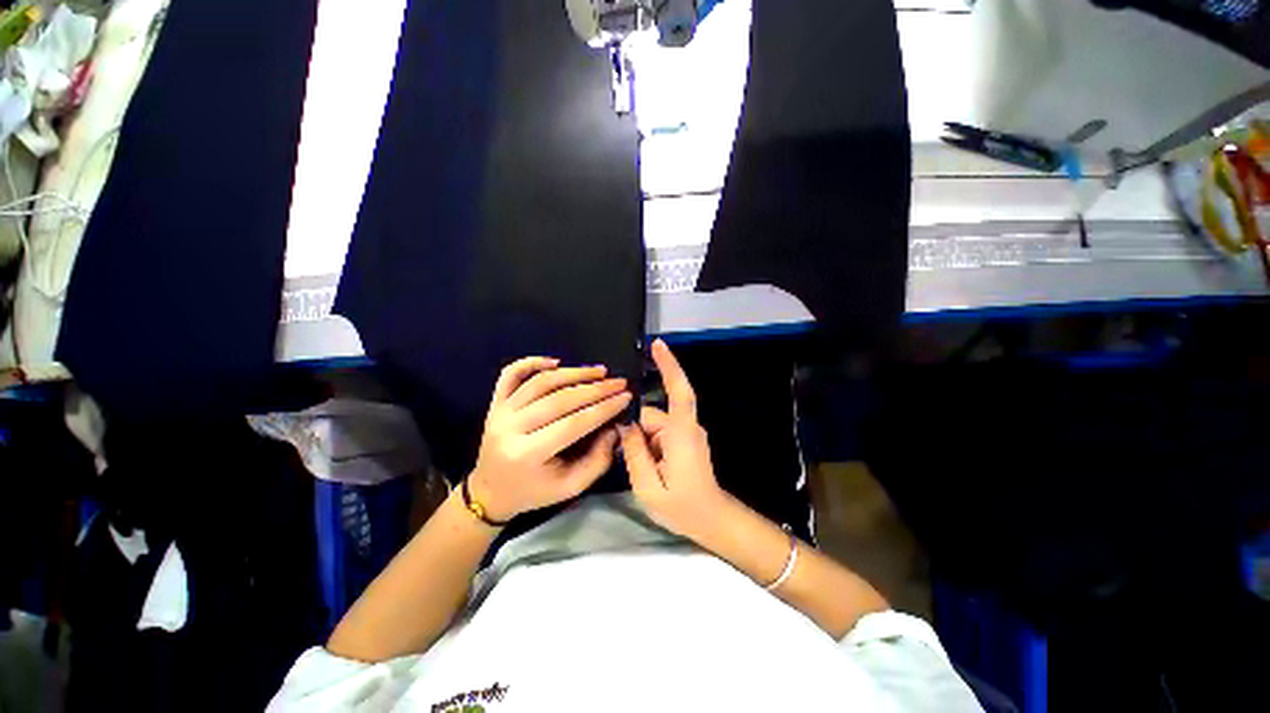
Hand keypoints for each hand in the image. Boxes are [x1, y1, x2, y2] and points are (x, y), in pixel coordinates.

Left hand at [469, 357, 630, 521]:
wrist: (492, 491)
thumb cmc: (534, 492)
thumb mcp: (571, 487)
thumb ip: (598, 460)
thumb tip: (615, 426)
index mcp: (528, 455)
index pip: (574, 423)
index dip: (604, 408)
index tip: (626, 396)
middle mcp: (511, 429)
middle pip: (559, 399)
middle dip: (595, 389)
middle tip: (619, 382)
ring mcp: (501, 412)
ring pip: (541, 382)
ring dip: (574, 373)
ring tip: (599, 371)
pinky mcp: (496, 403)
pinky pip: (511, 374)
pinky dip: (532, 362)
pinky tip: (556, 362)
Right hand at [620, 339, 728, 541]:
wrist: (711, 520)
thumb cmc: (683, 507)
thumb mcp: (648, 486)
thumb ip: (633, 453)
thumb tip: (624, 426)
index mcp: (681, 434)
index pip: (679, 391)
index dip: (669, 366)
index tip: (657, 345)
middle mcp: (686, 427)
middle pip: (652, 416)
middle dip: (636, 434)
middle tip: (629, 460)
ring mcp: (687, 433)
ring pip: (653, 426)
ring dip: (642, 443)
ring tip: (643, 471)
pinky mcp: (685, 440)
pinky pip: (660, 434)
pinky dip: (649, 445)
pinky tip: (649, 467)